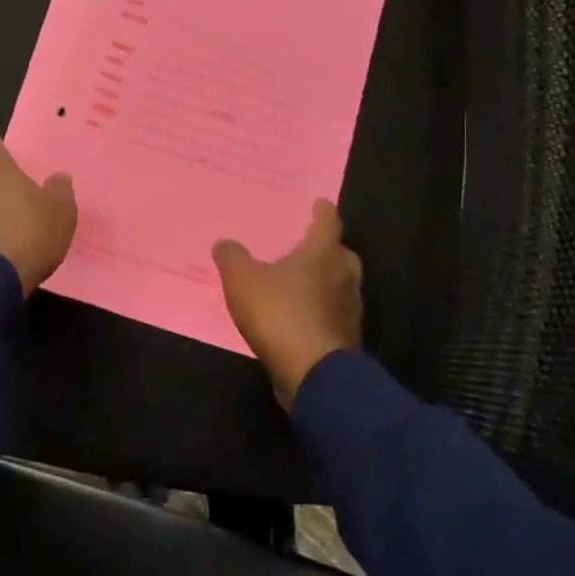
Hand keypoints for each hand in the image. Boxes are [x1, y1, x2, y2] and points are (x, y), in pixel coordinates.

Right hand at [213, 199, 362, 408]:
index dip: (322, 210)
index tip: (319, 202)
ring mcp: (349, 310)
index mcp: (322, 253)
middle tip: (308, 245)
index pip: (327, 221)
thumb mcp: (241, 280)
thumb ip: (232, 257)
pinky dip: (320, 312)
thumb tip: (224, 243)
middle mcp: (344, 276)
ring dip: (325, 283)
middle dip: (327, 248)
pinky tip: (300, 318)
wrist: (313, 374)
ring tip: (301, 283)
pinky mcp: (346, 339)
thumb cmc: (279, 313)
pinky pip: (333, 315)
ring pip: (341, 286)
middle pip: (341, 254)